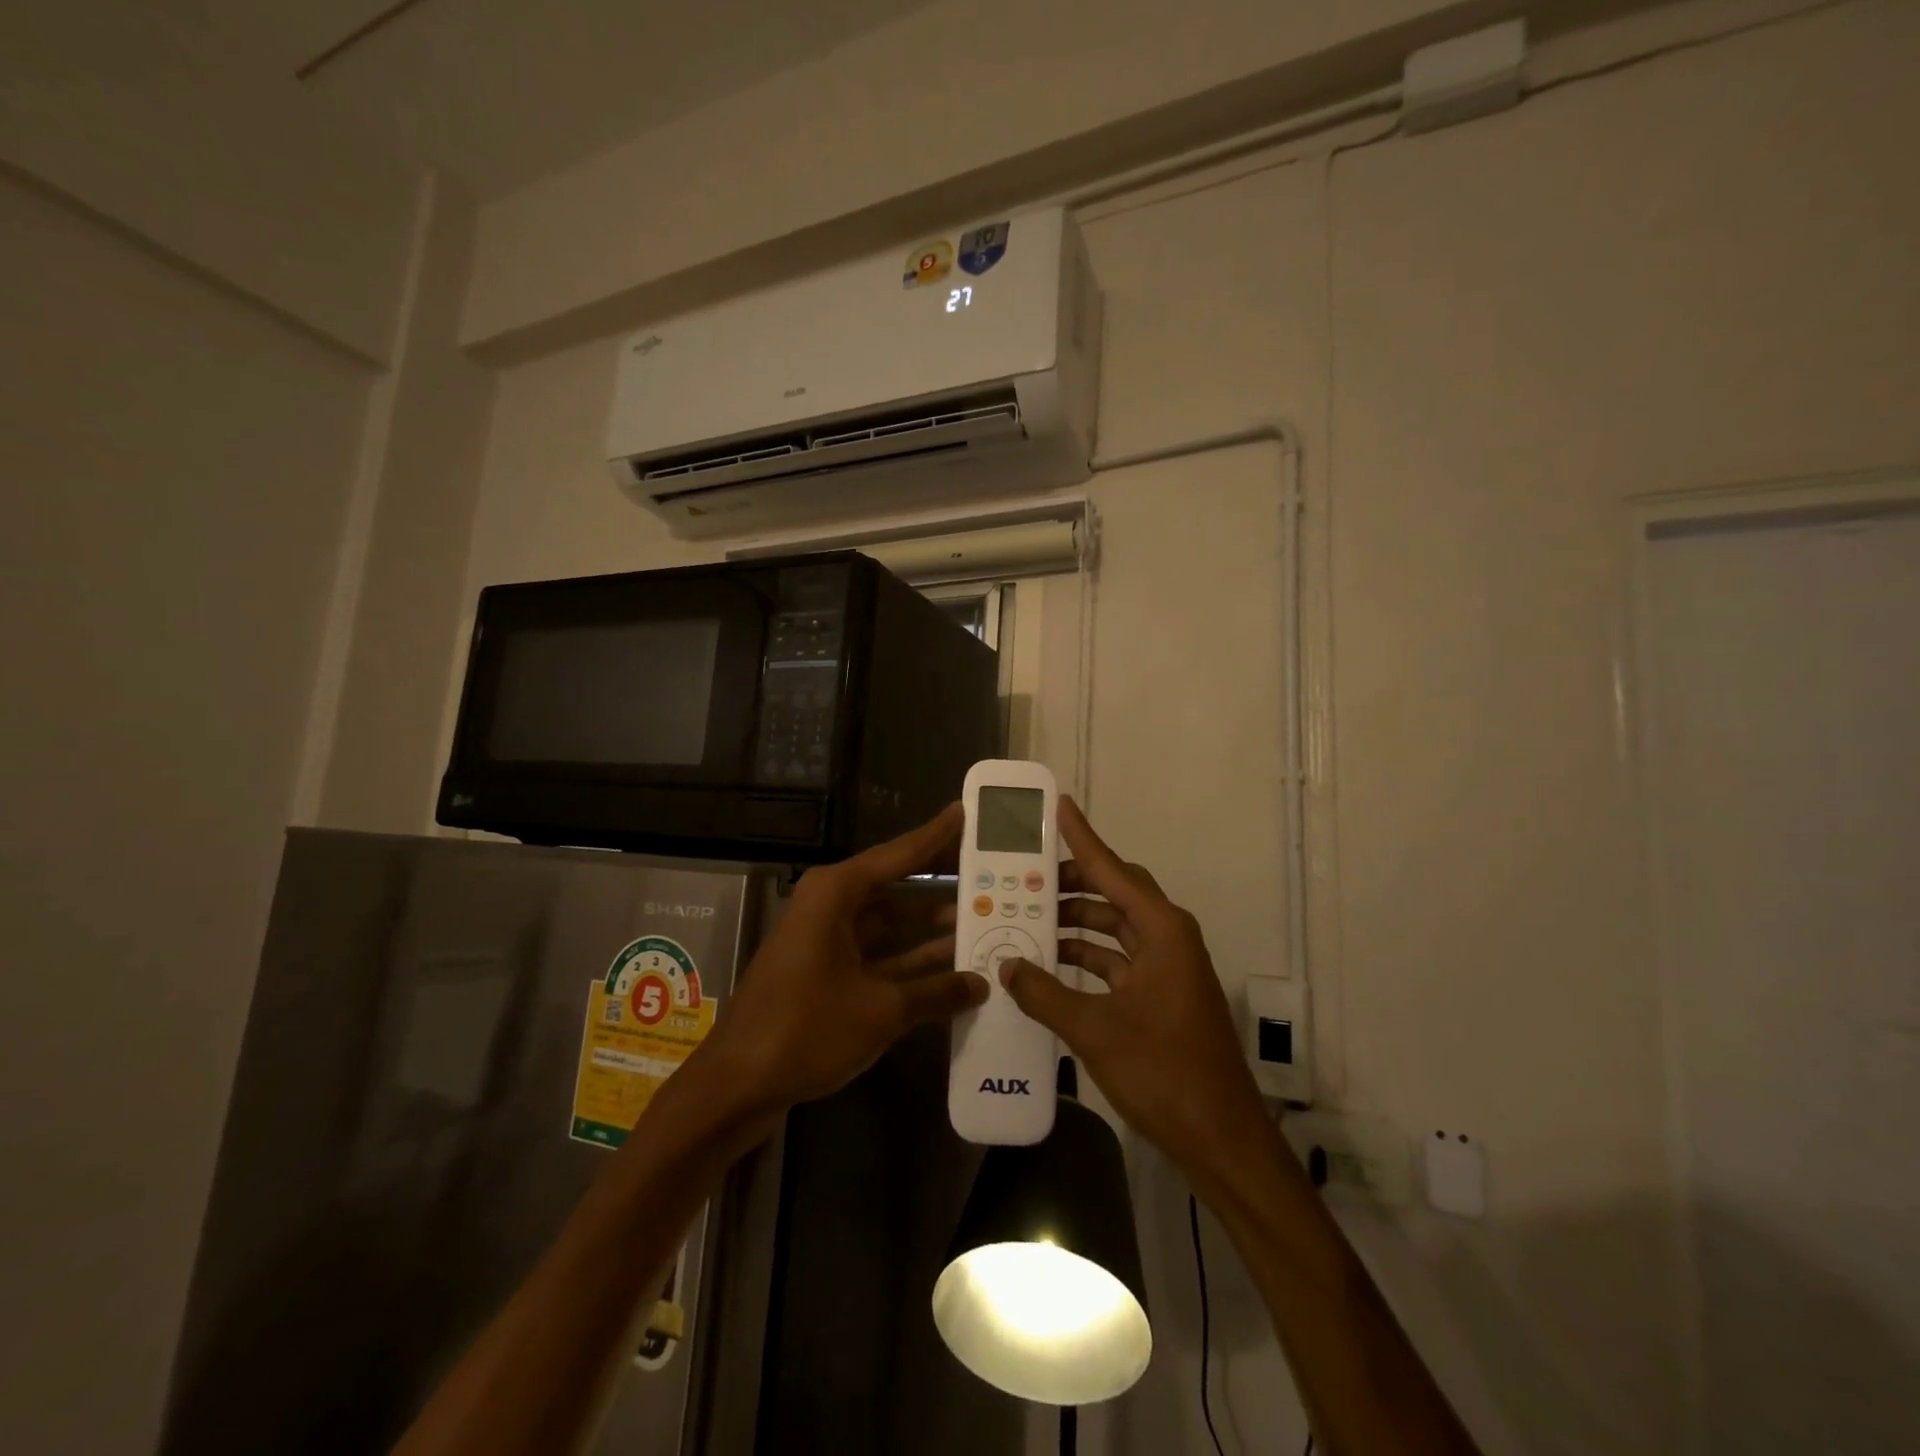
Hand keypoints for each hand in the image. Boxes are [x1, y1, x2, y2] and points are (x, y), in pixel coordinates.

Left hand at [703, 804, 986, 1115]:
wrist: (737, 1083)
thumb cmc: (806, 1029)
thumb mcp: (880, 1010)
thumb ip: (936, 992)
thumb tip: (982, 984)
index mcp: (836, 893)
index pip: (899, 854)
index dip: (935, 835)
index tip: (965, 812)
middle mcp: (830, 905)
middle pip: (895, 883)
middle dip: (939, 879)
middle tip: (985, 869)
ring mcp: (826, 939)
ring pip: (888, 920)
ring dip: (928, 924)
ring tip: (980, 918)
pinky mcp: (825, 970)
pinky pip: (877, 951)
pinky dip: (909, 958)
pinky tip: (950, 965)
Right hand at [1000, 797, 1270, 1186]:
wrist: (1221, 1138)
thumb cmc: (1164, 1072)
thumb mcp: (1095, 1030)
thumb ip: (1045, 993)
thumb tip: (1006, 965)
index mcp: (1162, 930)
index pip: (1112, 869)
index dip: (1083, 836)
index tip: (1059, 806)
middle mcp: (1167, 937)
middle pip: (1114, 893)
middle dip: (1071, 884)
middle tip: (1025, 877)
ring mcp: (1166, 968)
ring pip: (1113, 928)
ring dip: (1075, 924)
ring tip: (1027, 919)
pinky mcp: (1160, 996)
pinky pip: (1116, 960)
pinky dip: (1085, 958)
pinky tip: (1049, 965)